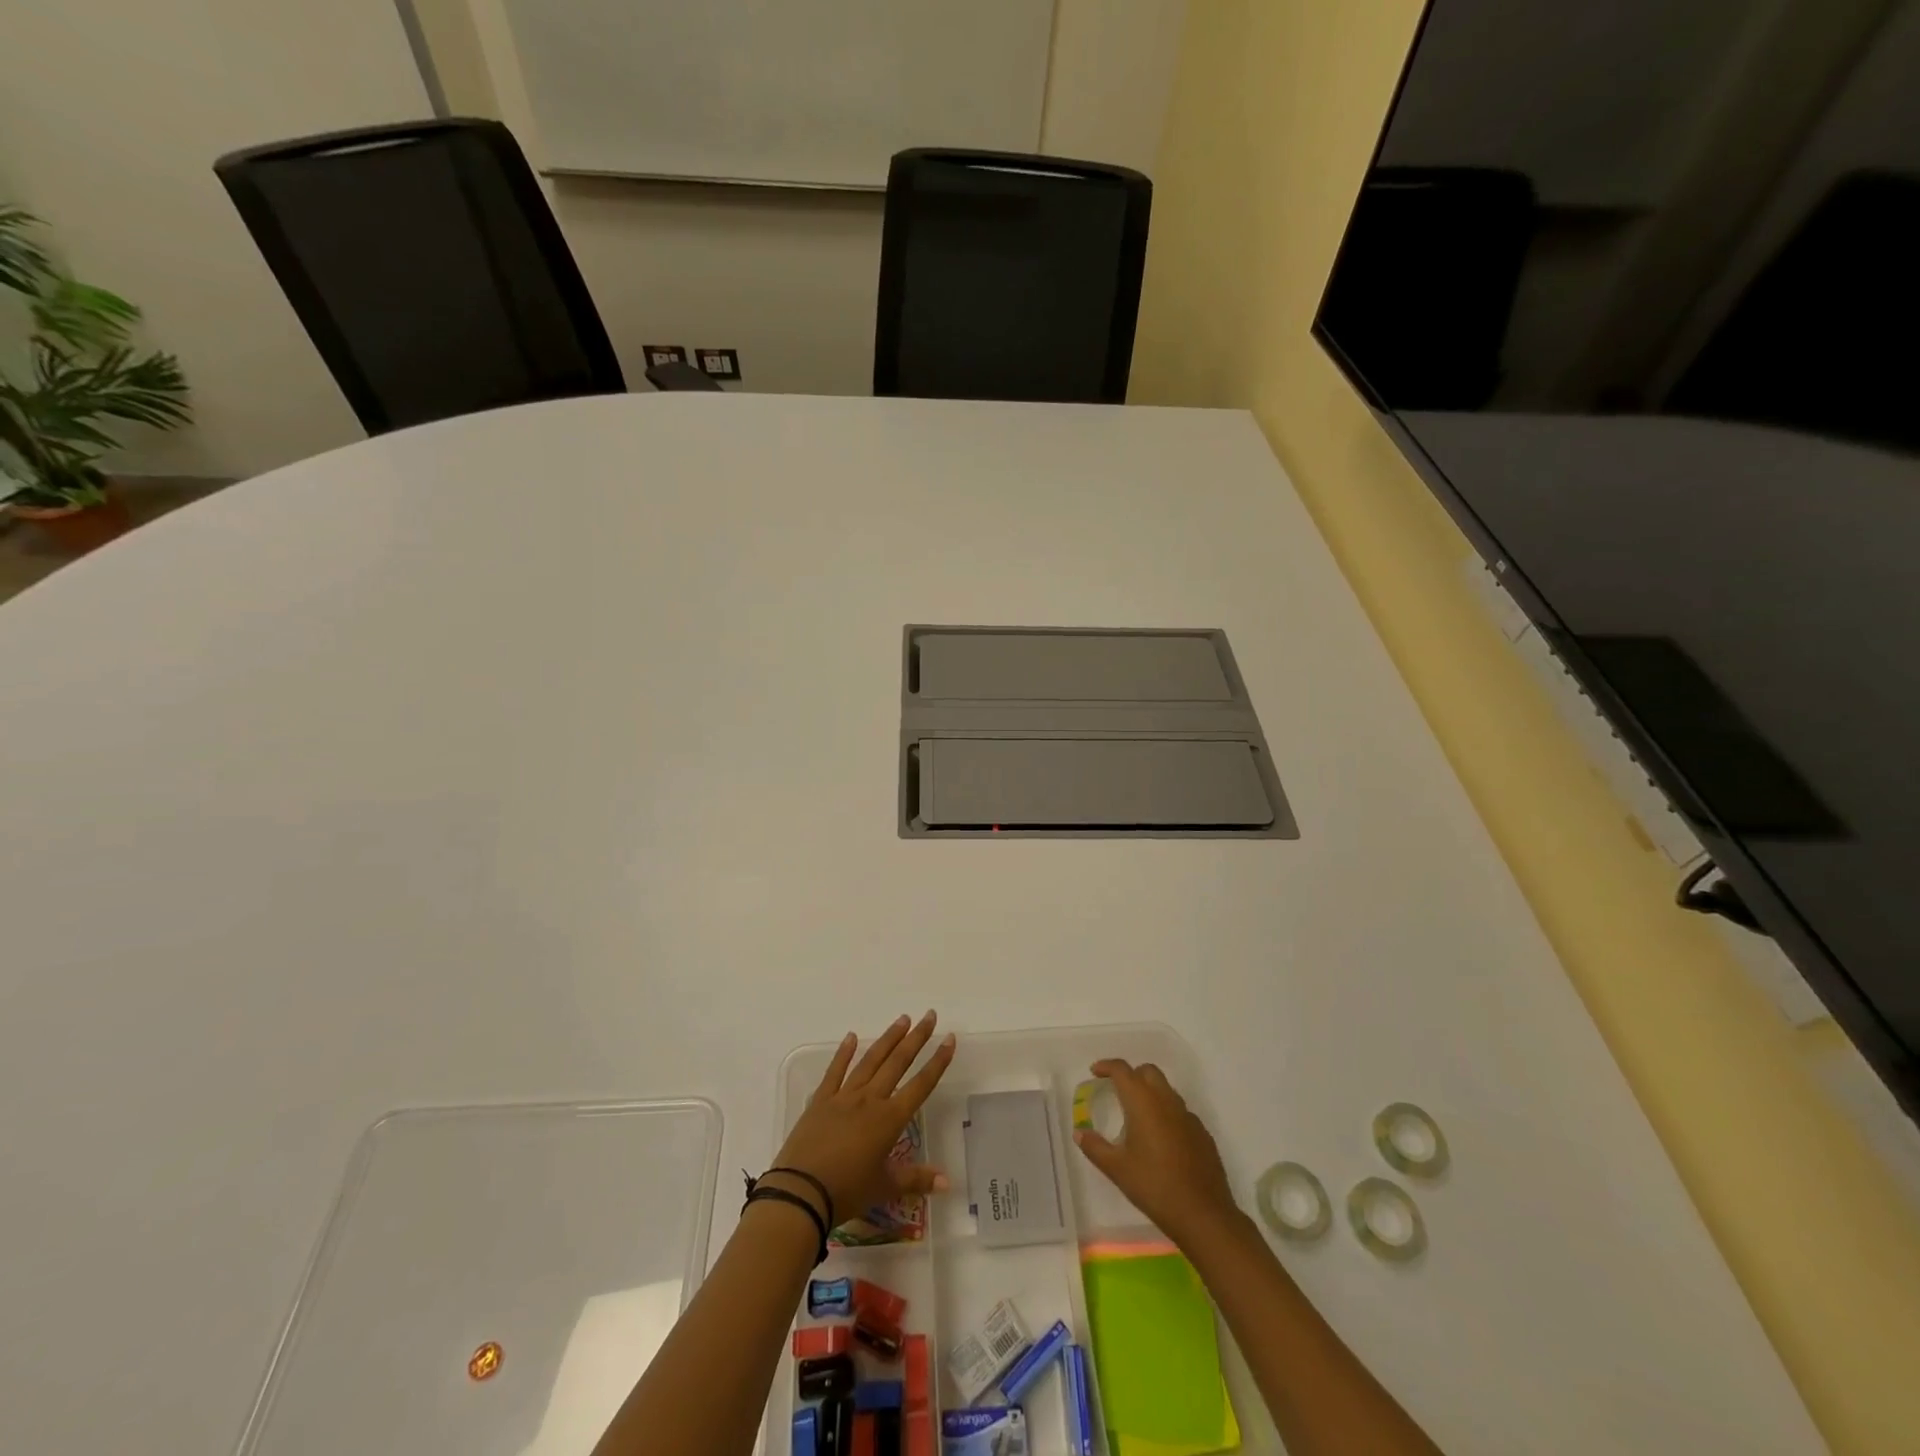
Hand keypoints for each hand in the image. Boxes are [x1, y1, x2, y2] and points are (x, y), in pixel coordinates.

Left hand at [766, 1012, 955, 1225]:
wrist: (801, 1192)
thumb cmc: (847, 1191)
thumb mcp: (884, 1188)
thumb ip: (916, 1180)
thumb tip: (948, 1182)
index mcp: (889, 1119)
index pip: (920, 1085)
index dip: (938, 1062)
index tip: (949, 1038)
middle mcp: (870, 1100)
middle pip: (897, 1063)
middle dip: (916, 1038)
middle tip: (929, 1016)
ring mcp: (844, 1096)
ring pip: (871, 1061)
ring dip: (888, 1039)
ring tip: (902, 1019)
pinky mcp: (821, 1100)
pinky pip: (835, 1071)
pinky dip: (844, 1053)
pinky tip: (852, 1036)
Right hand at [1073, 1058, 1241, 1245]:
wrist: (1203, 1215)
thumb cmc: (1154, 1186)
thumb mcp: (1117, 1169)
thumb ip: (1095, 1147)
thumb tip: (1079, 1132)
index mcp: (1143, 1102)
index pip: (1122, 1070)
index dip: (1107, 1066)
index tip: (1095, 1072)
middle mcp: (1167, 1101)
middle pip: (1148, 1072)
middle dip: (1131, 1075)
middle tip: (1117, 1092)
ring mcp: (1188, 1117)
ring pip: (1166, 1090)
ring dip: (1150, 1093)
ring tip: (1137, 1118)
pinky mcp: (1202, 1134)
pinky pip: (1180, 1113)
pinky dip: (1167, 1114)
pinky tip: (1161, 1141)